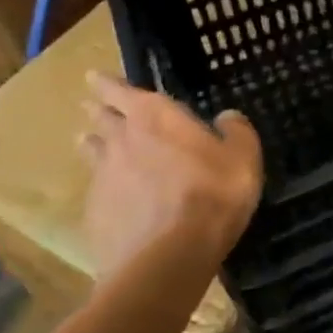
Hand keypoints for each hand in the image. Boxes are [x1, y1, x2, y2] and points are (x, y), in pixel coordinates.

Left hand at [78, 73, 262, 275]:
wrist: (168, 256)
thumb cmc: (212, 193)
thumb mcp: (243, 156)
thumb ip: (236, 131)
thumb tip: (226, 118)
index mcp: (155, 116)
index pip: (120, 90)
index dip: (107, 83)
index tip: (93, 76)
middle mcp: (122, 139)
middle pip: (102, 118)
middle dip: (99, 110)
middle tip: (94, 106)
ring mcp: (103, 177)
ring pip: (93, 152)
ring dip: (93, 143)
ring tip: (89, 141)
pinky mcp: (96, 212)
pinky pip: (97, 188)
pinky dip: (103, 184)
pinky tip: (110, 193)